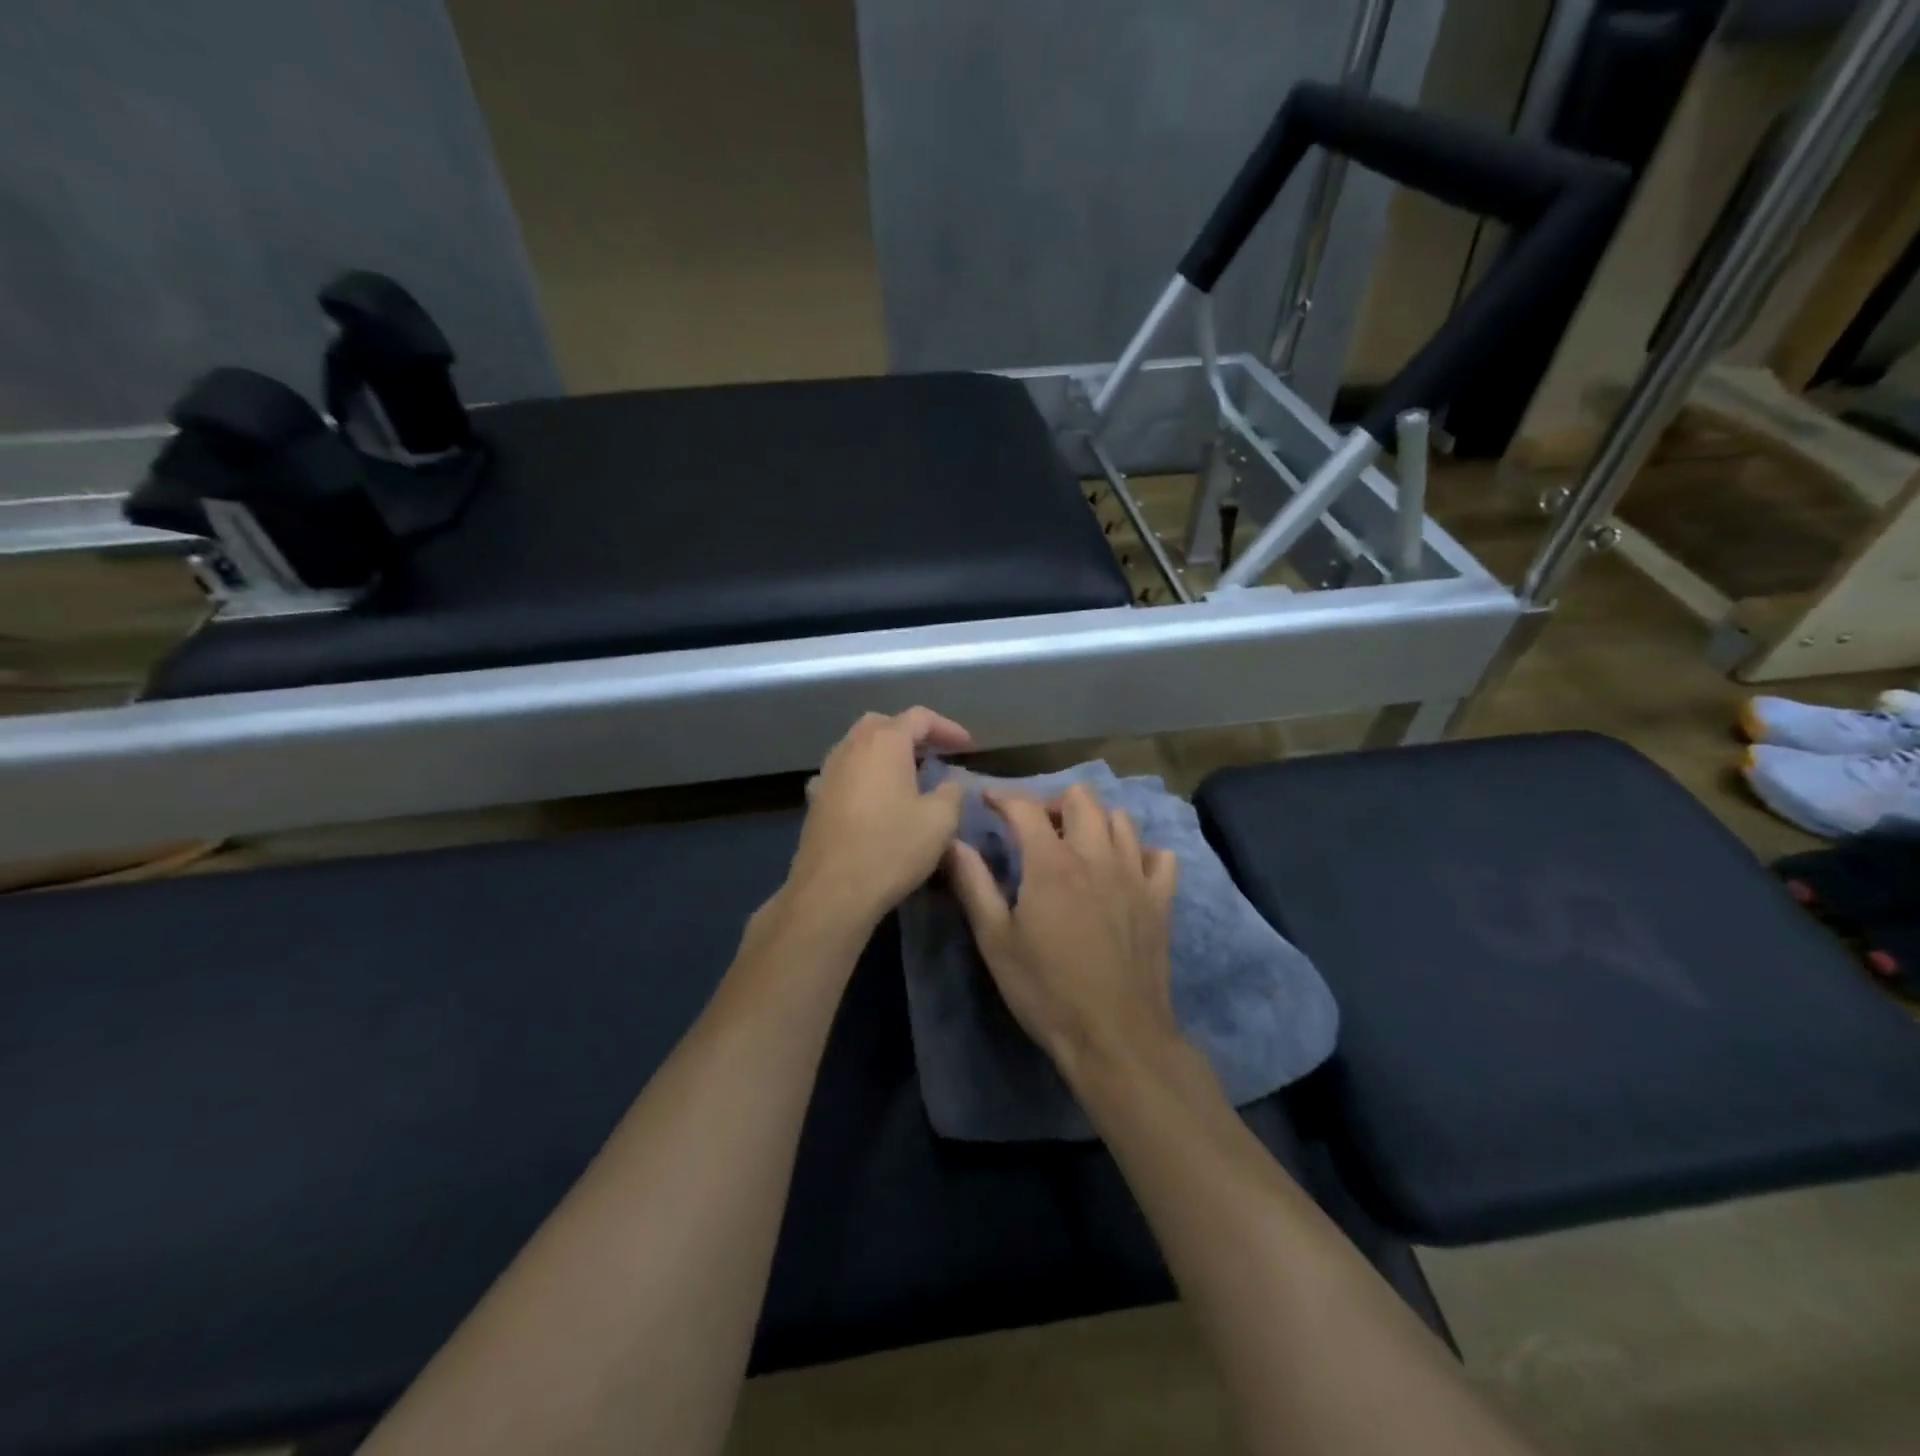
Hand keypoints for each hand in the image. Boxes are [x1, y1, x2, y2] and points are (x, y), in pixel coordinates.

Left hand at [780, 708, 974, 937]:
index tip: (968, 747)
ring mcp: (828, 772)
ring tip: (908, 776)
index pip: (920, 717)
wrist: (833, 890)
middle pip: (883, 724)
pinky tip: (874, 798)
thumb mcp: (941, 821)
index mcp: (884, 742)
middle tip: (934, 755)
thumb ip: (952, 792)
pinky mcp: (816, 798)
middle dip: (911, 734)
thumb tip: (951, 783)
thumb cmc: (892, 848)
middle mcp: (851, 747)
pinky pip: (844, 773)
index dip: (948, 728)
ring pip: (859, 746)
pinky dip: (864, 776)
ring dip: (885, 754)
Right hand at [947, 784, 1181, 1082]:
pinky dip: (1140, 852)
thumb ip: (973, 884)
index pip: (1025, 808)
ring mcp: (1134, 875)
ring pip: (1120, 819)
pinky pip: (1159, 856)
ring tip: (1076, 844)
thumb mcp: (995, 940)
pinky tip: (1123, 870)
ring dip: (1095, 820)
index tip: (988, 800)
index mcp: (1051, 863)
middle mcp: (1097, 856)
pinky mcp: (1160, 900)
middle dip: (1053, 801)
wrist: (1114, 1036)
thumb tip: (953, 842)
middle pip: (1081, 798)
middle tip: (1035, 826)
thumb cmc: (1046, 990)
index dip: (1003, 797)